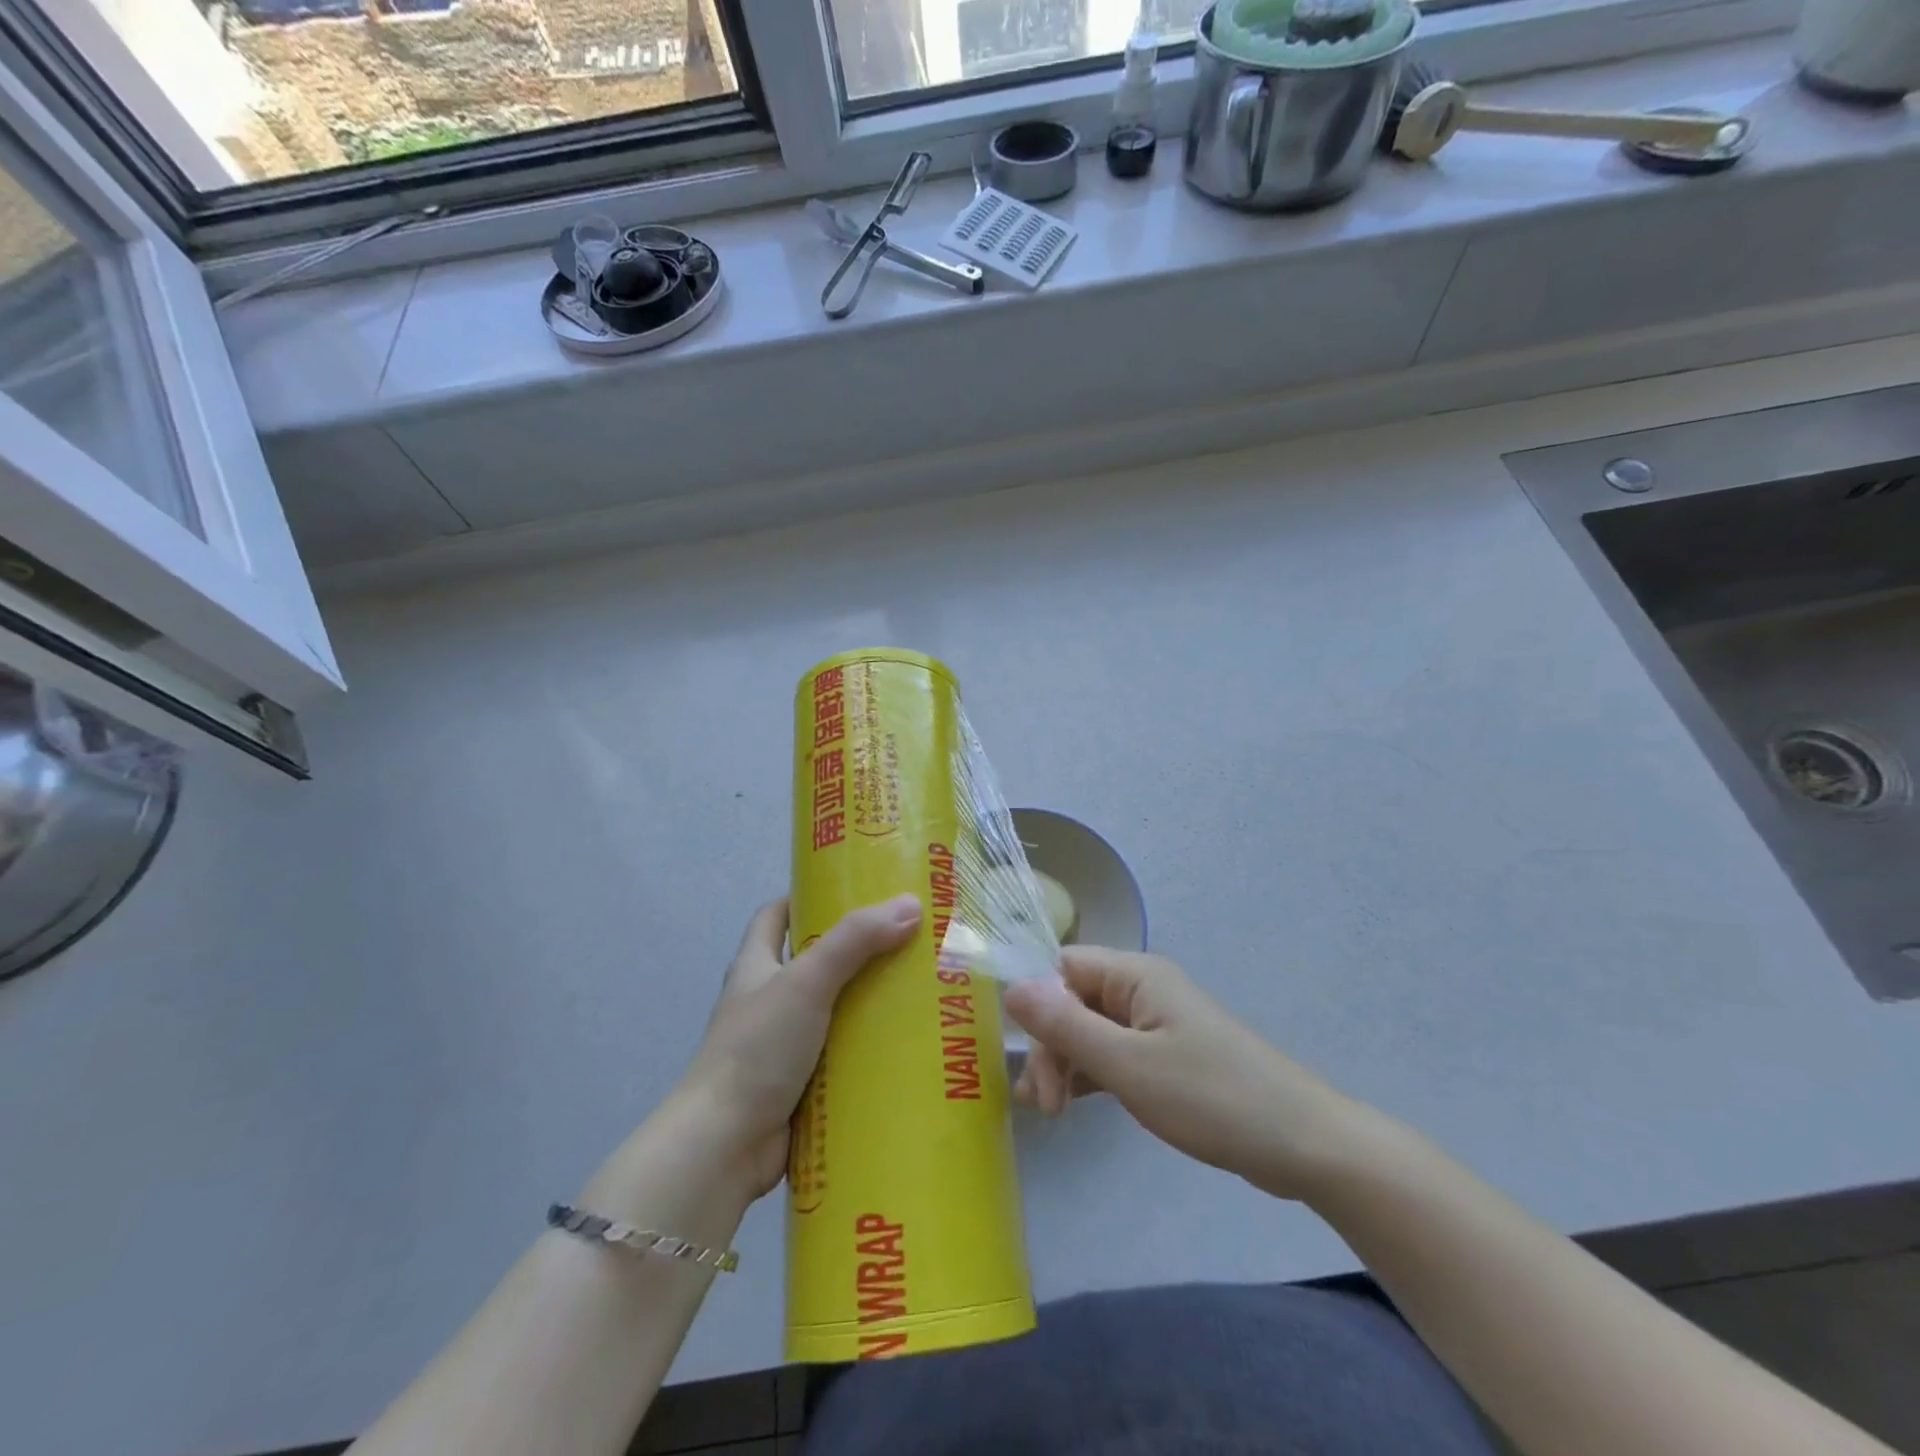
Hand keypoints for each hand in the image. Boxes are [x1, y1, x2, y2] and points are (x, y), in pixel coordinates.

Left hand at [679, 894, 921, 1196]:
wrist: (724, 1145)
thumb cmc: (757, 1048)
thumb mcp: (806, 980)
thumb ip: (856, 941)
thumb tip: (910, 904)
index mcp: (757, 966)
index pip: (776, 916)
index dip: (806, 898)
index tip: (852, 890)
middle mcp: (767, 1000)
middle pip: (814, 962)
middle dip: (855, 952)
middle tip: (906, 940)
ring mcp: (782, 1046)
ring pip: (832, 1012)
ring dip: (867, 1004)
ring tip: (920, 990)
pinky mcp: (799, 1085)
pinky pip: (840, 1057)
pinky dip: (867, 1051)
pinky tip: (906, 1046)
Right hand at [1004, 946, 1366, 1200]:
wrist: (1303, 1144)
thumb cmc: (1212, 1097)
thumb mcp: (1129, 1066)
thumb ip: (1066, 1026)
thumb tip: (1011, 987)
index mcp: (1136, 976)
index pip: (1063, 968)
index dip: (1036, 1004)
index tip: (1025, 1057)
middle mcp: (1143, 990)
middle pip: (1073, 1001)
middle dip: (1051, 1047)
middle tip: (1044, 1105)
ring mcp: (1156, 1024)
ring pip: (1091, 1030)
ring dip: (1066, 1064)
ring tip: (1051, 1113)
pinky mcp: (1166, 1056)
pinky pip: (1113, 1054)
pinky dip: (1091, 1076)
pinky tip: (1075, 1105)